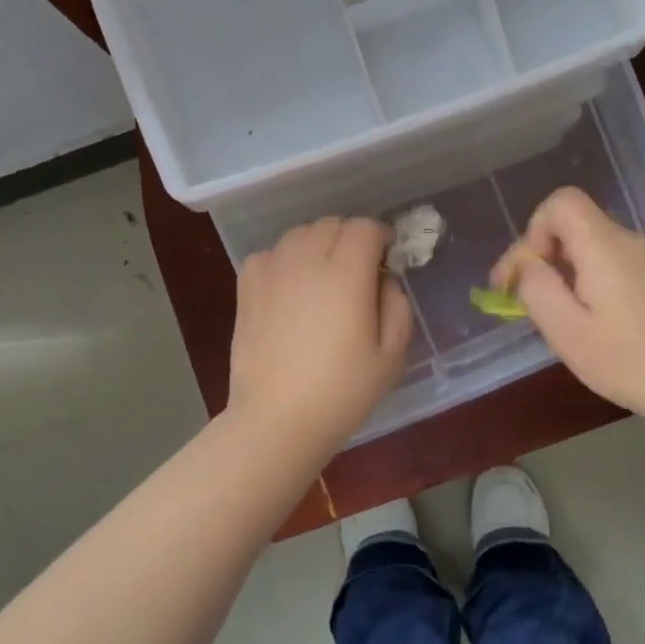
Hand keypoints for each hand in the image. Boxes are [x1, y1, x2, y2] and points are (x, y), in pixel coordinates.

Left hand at [228, 217, 412, 449]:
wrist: (277, 419)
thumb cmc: (342, 392)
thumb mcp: (391, 356)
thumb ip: (397, 307)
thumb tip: (384, 280)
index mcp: (347, 273)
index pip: (365, 228)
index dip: (380, 238)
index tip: (385, 260)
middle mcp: (307, 261)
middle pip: (331, 224)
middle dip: (350, 238)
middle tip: (358, 271)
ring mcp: (272, 271)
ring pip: (299, 234)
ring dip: (317, 244)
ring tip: (323, 277)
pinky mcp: (247, 288)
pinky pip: (269, 253)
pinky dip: (284, 260)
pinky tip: (289, 287)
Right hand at [491, 187, 644, 423]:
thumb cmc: (630, 361)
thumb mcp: (567, 331)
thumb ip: (537, 288)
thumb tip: (526, 264)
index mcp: (604, 245)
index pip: (560, 202)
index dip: (532, 232)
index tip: (523, 276)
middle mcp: (628, 241)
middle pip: (573, 223)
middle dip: (541, 255)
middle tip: (524, 301)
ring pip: (590, 245)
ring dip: (562, 271)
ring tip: (554, 315)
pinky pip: (610, 262)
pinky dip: (586, 280)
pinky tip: (588, 320)